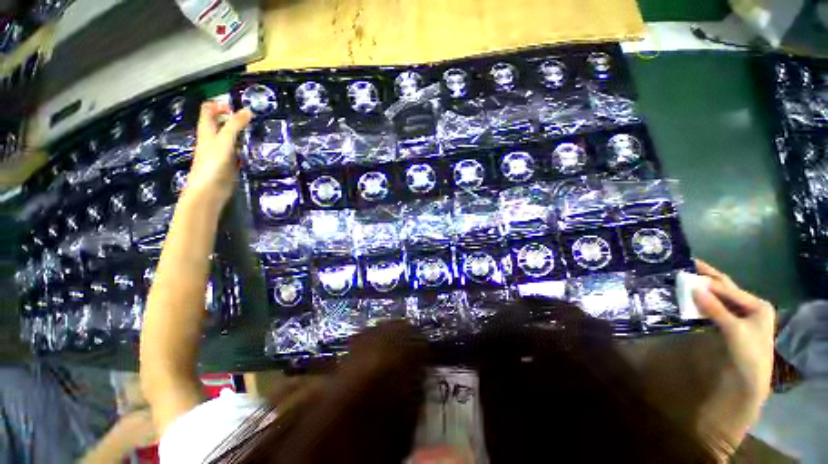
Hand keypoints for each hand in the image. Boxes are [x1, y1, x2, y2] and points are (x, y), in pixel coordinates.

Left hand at [184, 102, 252, 203]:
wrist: (210, 189)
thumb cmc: (213, 162)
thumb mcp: (225, 140)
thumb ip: (235, 125)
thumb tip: (248, 110)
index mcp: (207, 130)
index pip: (208, 110)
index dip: (220, 105)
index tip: (237, 110)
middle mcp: (212, 138)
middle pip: (220, 122)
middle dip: (234, 118)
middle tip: (252, 121)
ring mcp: (221, 151)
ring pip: (230, 136)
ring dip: (241, 133)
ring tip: (256, 133)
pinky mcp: (229, 163)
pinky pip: (237, 150)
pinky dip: (245, 147)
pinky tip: (254, 149)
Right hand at [692, 260, 775, 402]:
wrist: (751, 381)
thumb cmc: (749, 353)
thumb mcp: (733, 330)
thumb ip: (714, 308)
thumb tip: (693, 287)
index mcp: (757, 304)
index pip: (728, 288)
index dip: (708, 280)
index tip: (687, 269)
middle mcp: (750, 307)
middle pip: (726, 290)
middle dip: (707, 278)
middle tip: (687, 265)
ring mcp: (741, 316)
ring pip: (720, 299)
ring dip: (703, 291)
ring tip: (685, 281)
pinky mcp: (732, 325)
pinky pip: (716, 309)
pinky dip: (704, 303)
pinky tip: (692, 299)